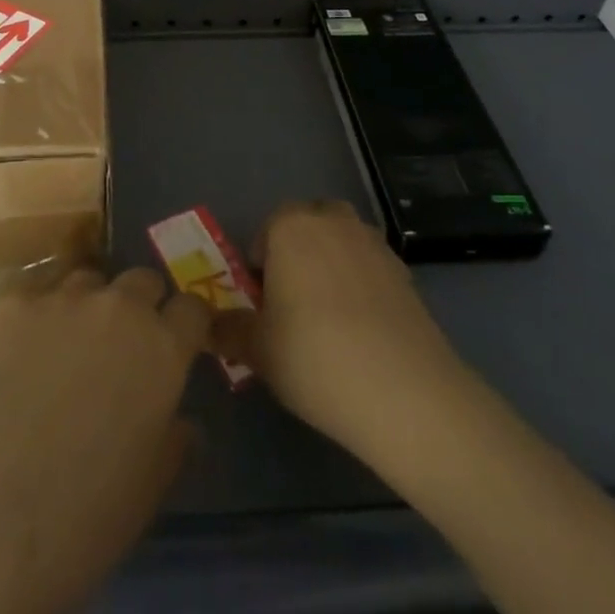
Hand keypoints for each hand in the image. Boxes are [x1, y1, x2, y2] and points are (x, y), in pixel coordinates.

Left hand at [0, 267, 208, 613]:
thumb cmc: (79, 521)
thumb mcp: (146, 492)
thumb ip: (172, 444)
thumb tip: (184, 423)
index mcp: (161, 349)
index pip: (192, 307)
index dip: (187, 323)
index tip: (180, 341)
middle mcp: (117, 308)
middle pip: (141, 280)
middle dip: (139, 305)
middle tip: (120, 345)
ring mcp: (61, 299)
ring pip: (87, 281)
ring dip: (87, 305)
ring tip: (65, 347)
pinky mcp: (10, 304)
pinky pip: (35, 297)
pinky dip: (35, 319)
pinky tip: (16, 357)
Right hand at [219, 200, 463, 463]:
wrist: (406, 392)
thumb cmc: (315, 358)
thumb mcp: (257, 350)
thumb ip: (228, 329)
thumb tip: (208, 323)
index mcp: (291, 226)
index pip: (265, 231)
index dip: (259, 267)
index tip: (262, 306)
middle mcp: (333, 221)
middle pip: (307, 227)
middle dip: (297, 256)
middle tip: (292, 306)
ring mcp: (374, 243)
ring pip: (341, 244)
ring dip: (331, 267)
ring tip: (329, 321)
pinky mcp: (405, 272)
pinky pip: (370, 268)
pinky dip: (362, 287)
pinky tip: (363, 334)